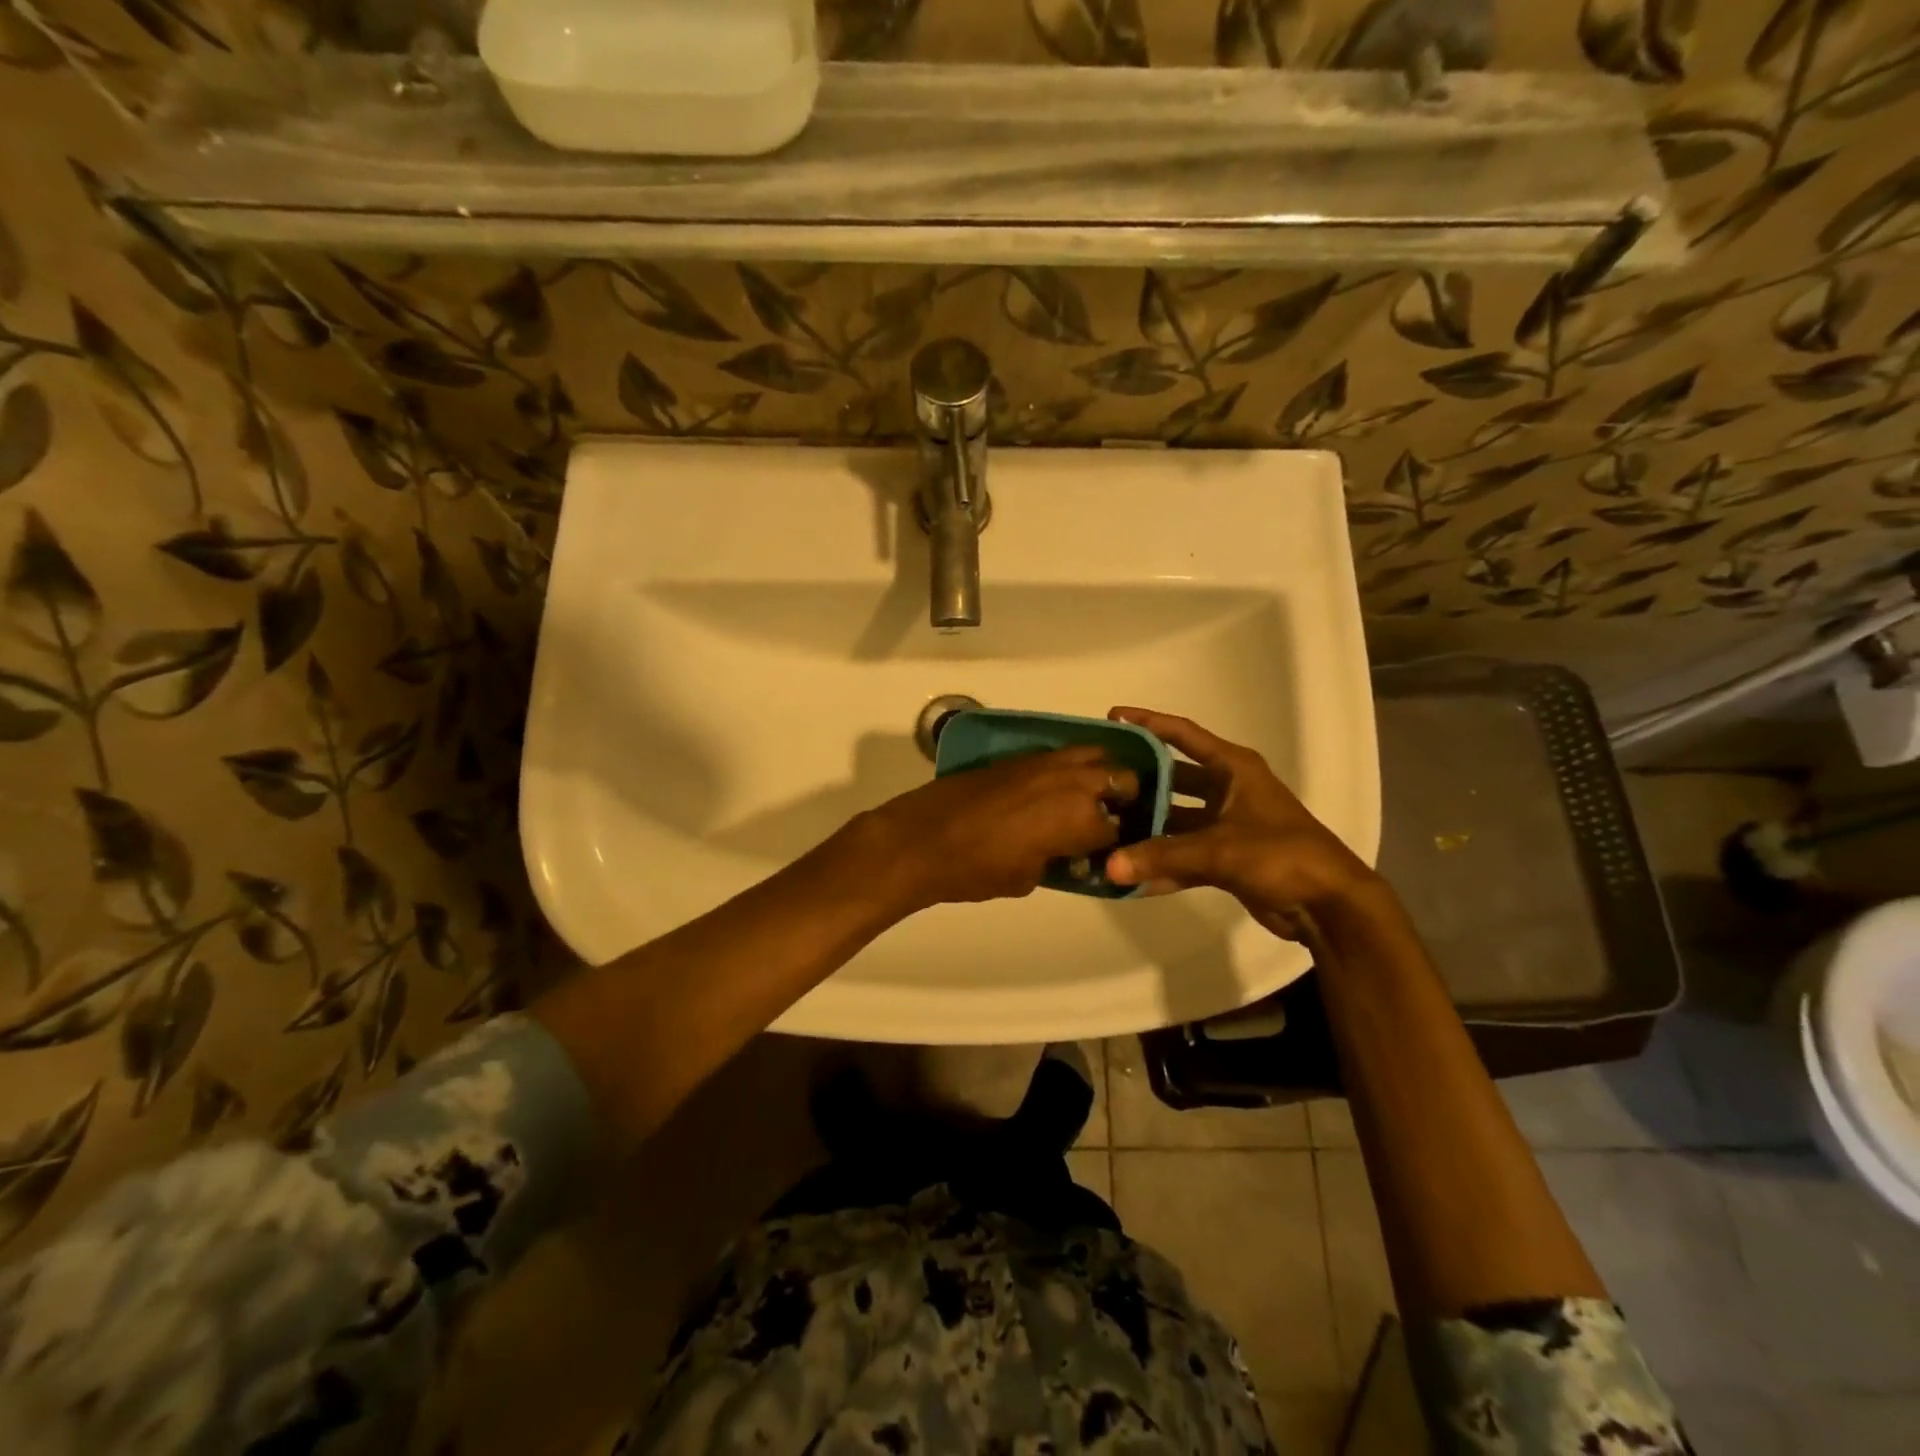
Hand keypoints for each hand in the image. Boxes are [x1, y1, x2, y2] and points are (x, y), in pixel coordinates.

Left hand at [852, 746, 1138, 912]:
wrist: (923, 838)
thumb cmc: (977, 869)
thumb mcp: (1028, 878)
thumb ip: (1058, 861)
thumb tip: (1065, 853)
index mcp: (1081, 818)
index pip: (1119, 829)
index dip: (1118, 844)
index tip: (1110, 853)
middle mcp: (1072, 782)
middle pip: (1120, 779)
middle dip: (1123, 799)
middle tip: (1107, 820)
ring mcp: (1045, 762)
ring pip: (1094, 755)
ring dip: (1100, 774)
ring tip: (1087, 797)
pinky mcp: (1020, 756)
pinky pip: (1060, 754)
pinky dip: (1069, 767)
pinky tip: (1054, 787)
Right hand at [1101, 708, 1381, 937]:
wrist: (1329, 905)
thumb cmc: (1280, 855)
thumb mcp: (1219, 850)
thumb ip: (1162, 856)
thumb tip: (1108, 867)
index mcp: (1234, 768)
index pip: (1183, 735)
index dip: (1149, 723)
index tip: (1113, 716)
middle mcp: (1228, 789)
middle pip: (1174, 777)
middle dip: (1140, 781)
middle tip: (1101, 782)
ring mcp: (1227, 824)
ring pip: (1176, 819)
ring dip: (1148, 827)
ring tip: (1106, 829)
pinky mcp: (1227, 857)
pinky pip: (1185, 853)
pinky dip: (1164, 864)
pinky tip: (1132, 876)